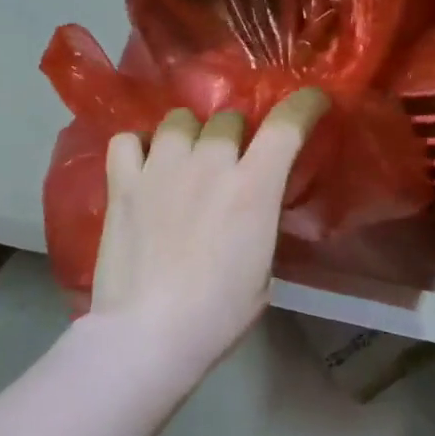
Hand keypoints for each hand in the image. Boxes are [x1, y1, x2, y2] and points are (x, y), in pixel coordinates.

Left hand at [90, 88, 329, 372]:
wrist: (150, 333)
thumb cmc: (219, 313)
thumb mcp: (263, 270)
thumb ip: (259, 222)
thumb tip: (250, 205)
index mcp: (253, 187)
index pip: (285, 125)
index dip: (303, 105)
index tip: (312, 102)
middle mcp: (208, 163)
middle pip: (226, 118)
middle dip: (234, 133)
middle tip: (229, 159)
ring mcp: (161, 168)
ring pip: (178, 120)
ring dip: (188, 134)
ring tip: (183, 157)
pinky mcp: (122, 183)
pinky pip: (126, 140)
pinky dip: (137, 146)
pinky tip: (142, 164)